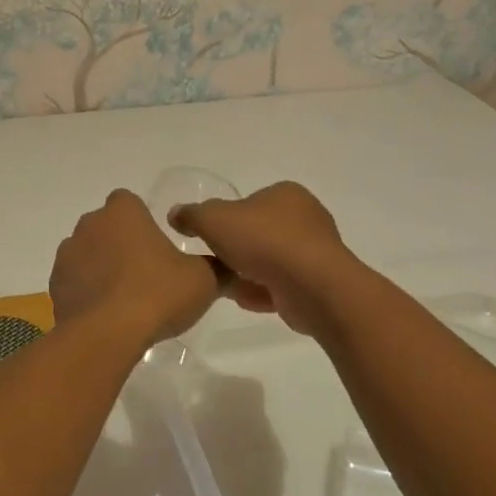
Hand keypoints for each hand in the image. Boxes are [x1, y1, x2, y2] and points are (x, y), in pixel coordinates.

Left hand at [50, 189, 220, 349]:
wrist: (106, 335)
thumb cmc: (157, 294)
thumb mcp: (203, 280)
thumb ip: (217, 268)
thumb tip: (230, 266)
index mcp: (122, 212)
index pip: (128, 201)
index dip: (141, 219)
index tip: (156, 243)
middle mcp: (89, 225)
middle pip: (106, 227)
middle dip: (121, 244)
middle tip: (146, 273)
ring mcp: (67, 255)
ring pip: (88, 254)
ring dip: (102, 268)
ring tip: (125, 299)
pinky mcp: (55, 286)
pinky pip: (75, 282)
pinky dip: (88, 293)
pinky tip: (106, 316)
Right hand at [168, 181, 365, 337]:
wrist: (312, 285)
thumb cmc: (264, 240)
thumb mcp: (214, 219)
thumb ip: (192, 215)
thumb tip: (176, 214)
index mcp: (286, 194)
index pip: (249, 203)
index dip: (227, 221)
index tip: (211, 238)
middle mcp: (306, 218)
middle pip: (259, 234)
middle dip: (237, 251)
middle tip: (215, 263)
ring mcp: (316, 252)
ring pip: (270, 262)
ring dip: (248, 275)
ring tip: (227, 286)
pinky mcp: (319, 284)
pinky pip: (282, 286)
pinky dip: (264, 293)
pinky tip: (246, 301)